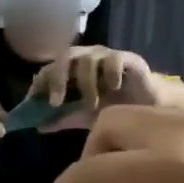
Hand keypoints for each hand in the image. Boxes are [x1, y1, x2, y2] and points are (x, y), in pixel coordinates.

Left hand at [31, 46, 159, 115]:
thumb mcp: (83, 117)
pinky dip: (110, 74)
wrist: (148, 107)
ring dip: (85, 83)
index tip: (35, 103)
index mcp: (72, 69)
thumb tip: (38, 126)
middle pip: (66, 57)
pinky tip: (114, 88)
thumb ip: (62, 119)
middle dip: (57, 79)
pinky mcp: (128, 59)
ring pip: (87, 59)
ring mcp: (107, 56)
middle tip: (56, 103)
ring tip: (92, 105)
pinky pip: (114, 59)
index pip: (50, 69)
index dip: (40, 83)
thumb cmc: (112, 108)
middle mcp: (87, 58)